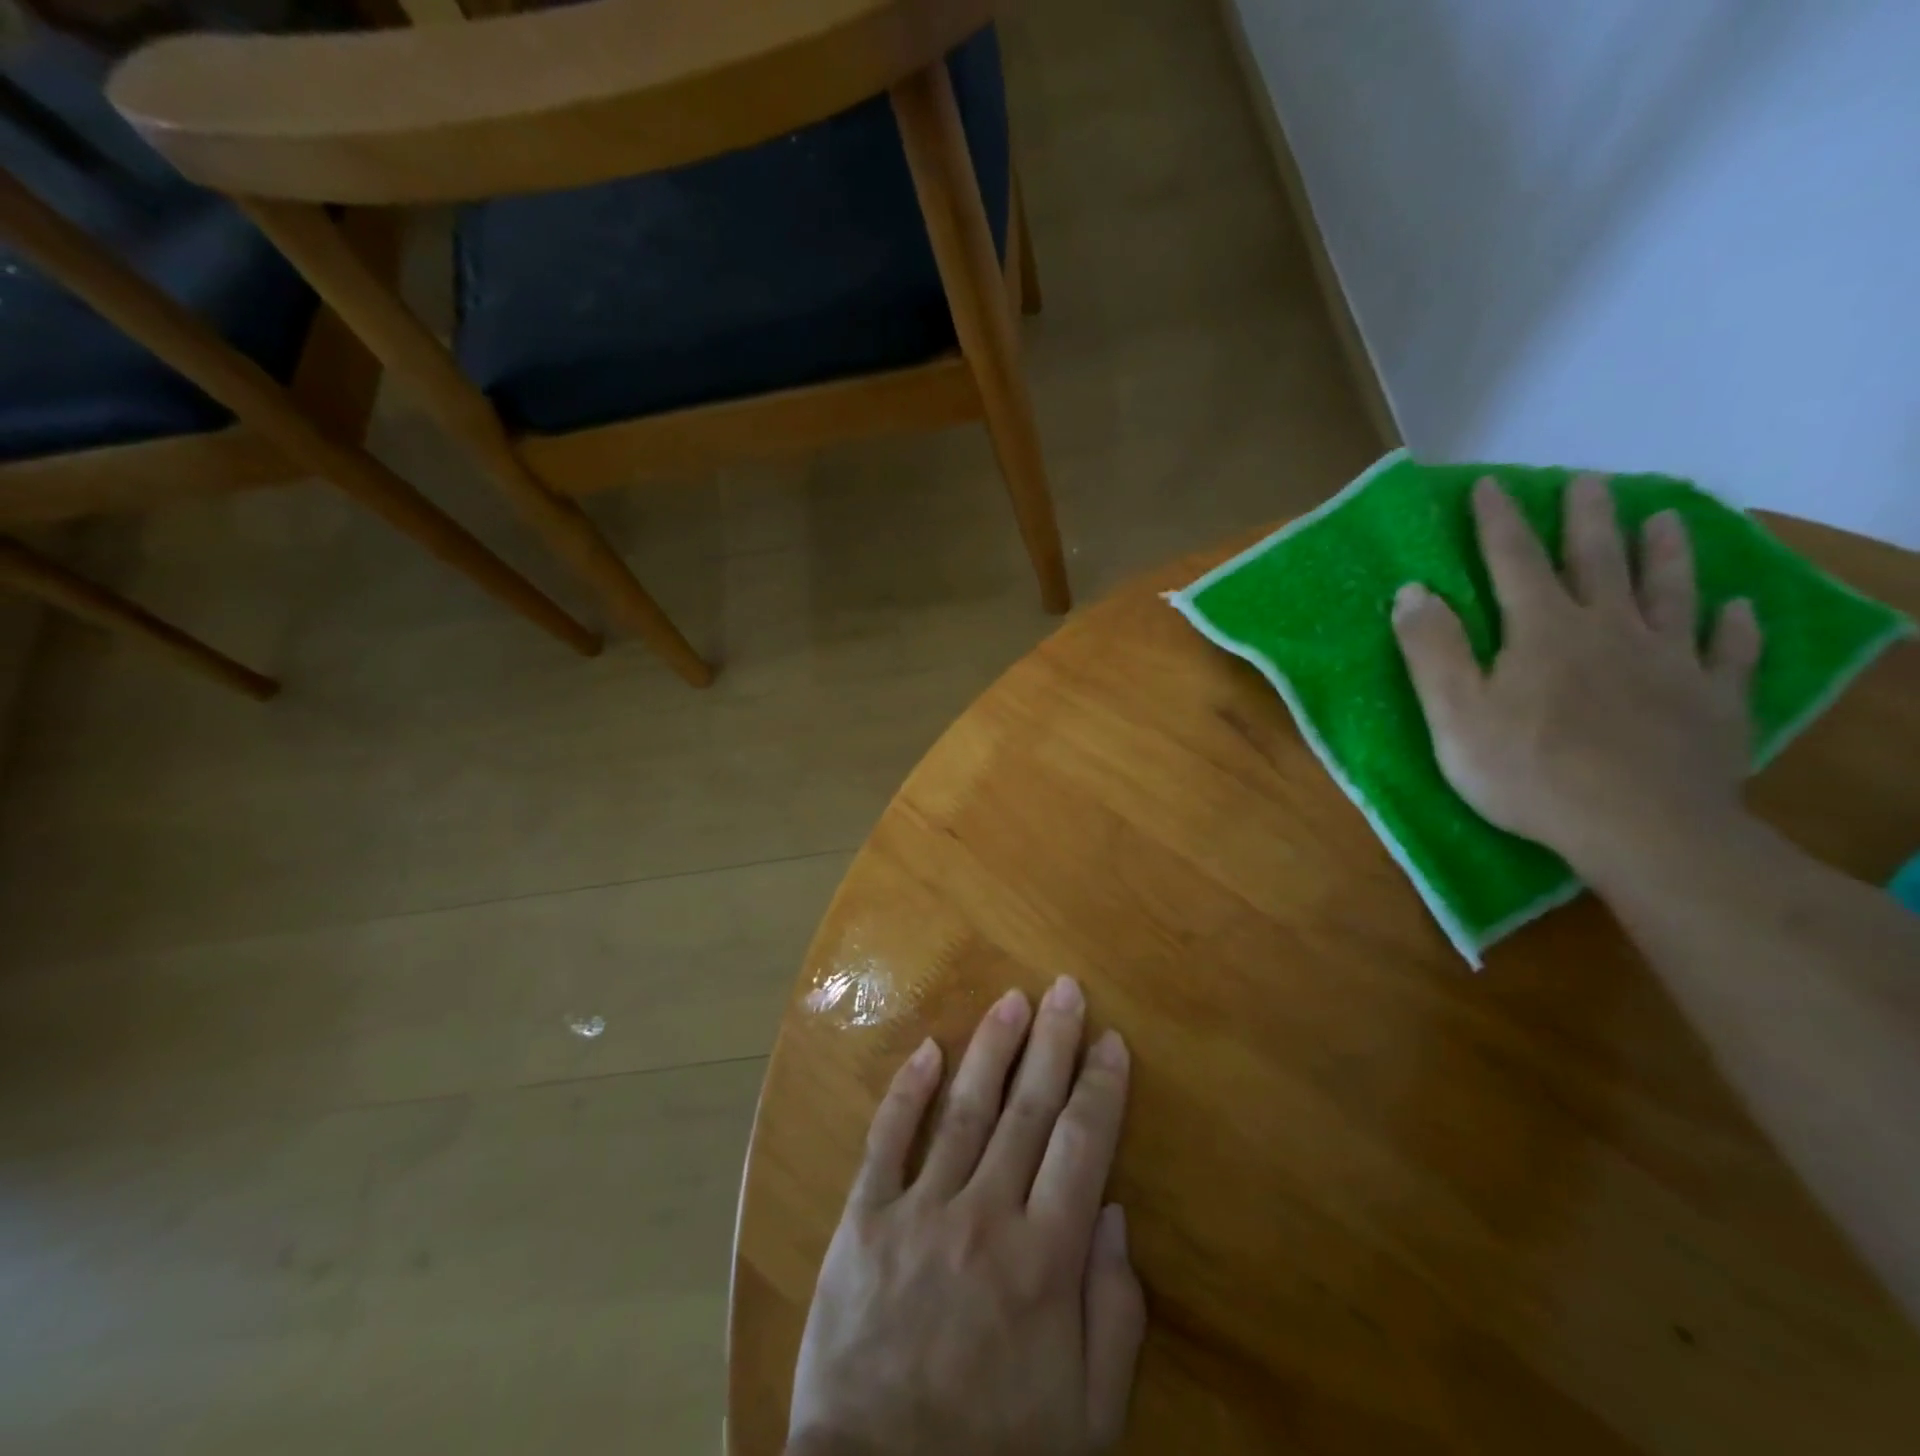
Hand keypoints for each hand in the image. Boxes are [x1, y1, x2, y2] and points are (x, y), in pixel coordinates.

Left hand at [787, 978, 1144, 1455]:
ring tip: (1013, 999)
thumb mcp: (1086, 1417)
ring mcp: (919, 1211)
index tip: (1111, 1040)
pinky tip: (929, 1049)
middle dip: (1053, 1043)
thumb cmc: (995, 1454)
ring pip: (965, 1109)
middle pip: (1028, 1110)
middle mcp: (985, 1217)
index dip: (1100, 1088)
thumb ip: (1112, 1313)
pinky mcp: (864, 1220)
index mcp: (1044, 1261)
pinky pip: (888, 1140)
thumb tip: (1115, 1213)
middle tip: (1067, 989)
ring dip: (992, 1047)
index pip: (1082, 1147)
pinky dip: (908, 1090)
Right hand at [1390, 474, 1763, 880]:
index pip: (1514, 562)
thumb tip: (1411, 591)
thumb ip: (1432, 650)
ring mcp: (1670, 664)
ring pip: (1669, 594)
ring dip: (1666, 554)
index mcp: (1543, 632)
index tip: (1489, 485)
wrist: (1641, 829)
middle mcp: (1611, 631)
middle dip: (1588, 519)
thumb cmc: (1529, 772)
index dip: (1498, 522)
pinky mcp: (1714, 702)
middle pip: (1599, 562)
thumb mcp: (1455, 714)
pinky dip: (1735, 628)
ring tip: (1666, 520)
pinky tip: (1739, 609)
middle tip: (1591, 480)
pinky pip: (1729, 654)